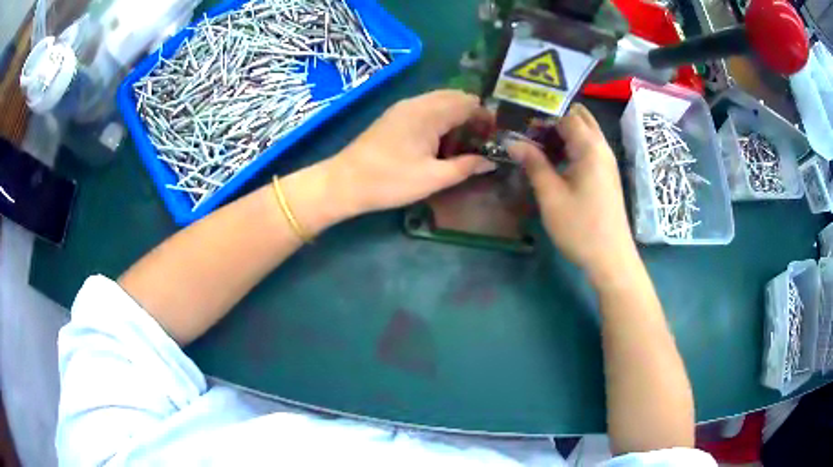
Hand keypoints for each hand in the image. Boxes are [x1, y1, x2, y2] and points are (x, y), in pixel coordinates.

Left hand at [323, 90, 495, 217]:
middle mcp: (418, 102)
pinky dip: (441, 119)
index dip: (487, 118)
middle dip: (473, 115)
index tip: (495, 138)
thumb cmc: (390, 181)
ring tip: (465, 143)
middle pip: (456, 97)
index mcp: (430, 112)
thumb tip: (490, 161)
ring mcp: (404, 107)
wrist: (344, 182)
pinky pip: (426, 108)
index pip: (469, 102)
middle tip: (482, 141)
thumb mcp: (433, 178)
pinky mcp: (394, 116)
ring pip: (440, 102)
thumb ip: (465, 167)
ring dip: (457, 117)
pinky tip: (441, 142)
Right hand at [509, 104, 638, 284]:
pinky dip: (570, 145)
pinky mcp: (606, 174)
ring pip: (584, 132)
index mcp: (590, 147)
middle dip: (553, 116)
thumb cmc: (580, 227)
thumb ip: (533, 163)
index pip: (565, 113)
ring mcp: (606, 161)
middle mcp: (601, 147)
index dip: (541, 113)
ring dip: (561, 131)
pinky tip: (552, 159)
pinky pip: (587, 148)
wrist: (611, 258)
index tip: (518, 118)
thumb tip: (512, 141)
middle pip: (579, 117)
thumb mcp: (551, 195)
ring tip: (534, 141)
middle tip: (527, 128)